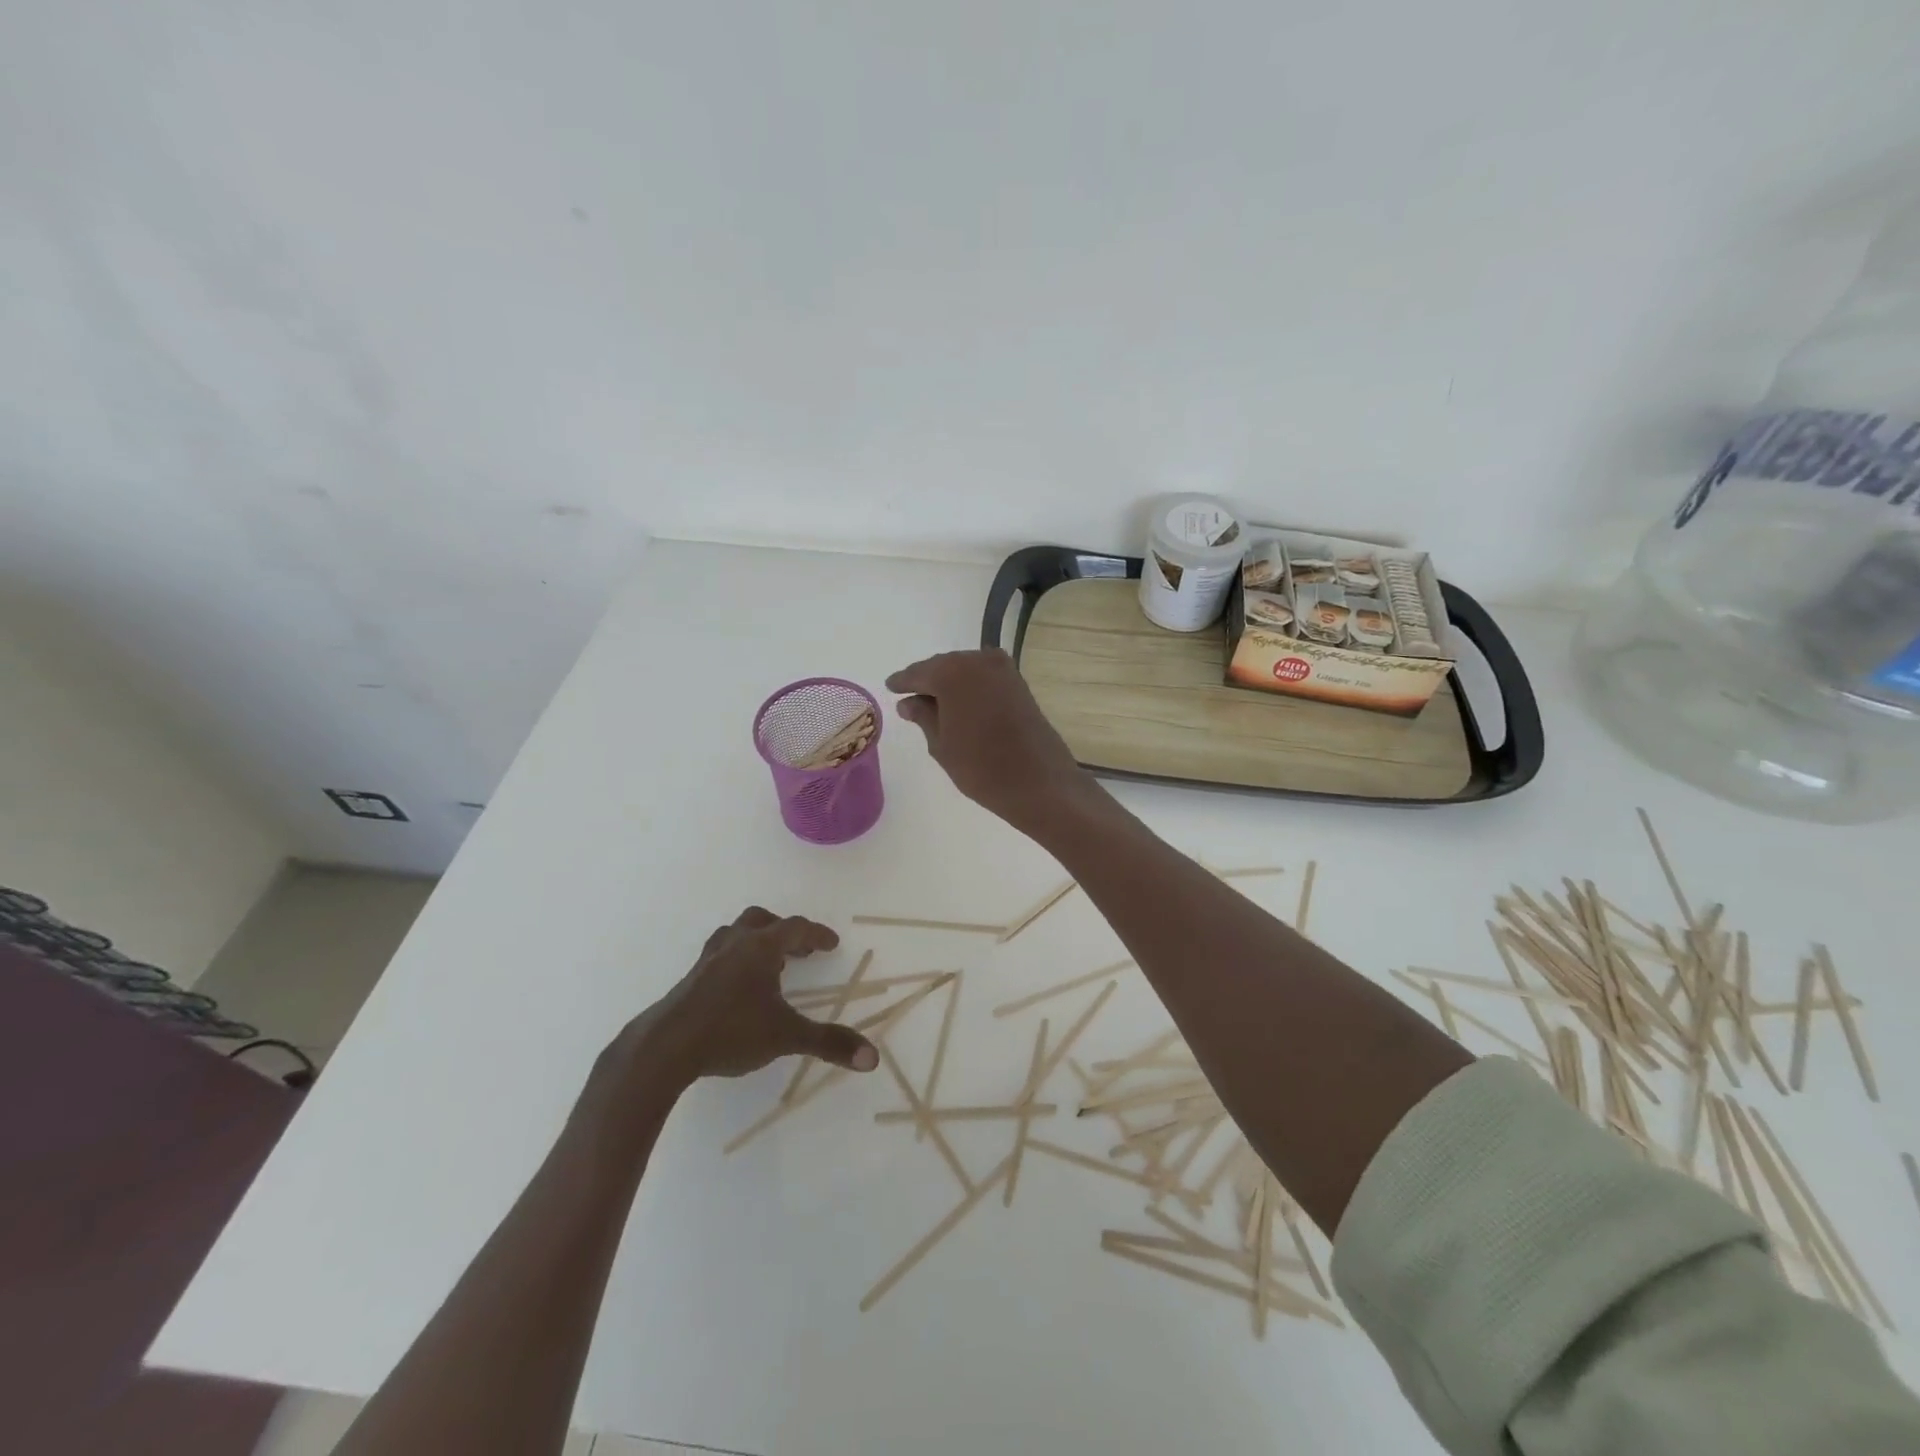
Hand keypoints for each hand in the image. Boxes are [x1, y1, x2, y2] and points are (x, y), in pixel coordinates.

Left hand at [627, 908, 878, 1084]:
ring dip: (756, 941)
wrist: (665, 1048)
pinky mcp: (690, 980)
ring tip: (769, 964)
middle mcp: (734, 944)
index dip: (817, 934)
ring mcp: (708, 960)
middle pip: (761, 921)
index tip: (831, 944)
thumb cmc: (731, 1032)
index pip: (795, 928)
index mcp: (760, 948)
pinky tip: (737, 989)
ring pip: (735, 934)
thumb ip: (829, 1043)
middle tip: (800, 950)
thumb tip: (873, 1057)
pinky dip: (736, 960)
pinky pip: (719, 955)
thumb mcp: (786, 1037)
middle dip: (784, 931)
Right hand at [885, 649, 1094, 835]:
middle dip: (927, 681)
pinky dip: (970, 688)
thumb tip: (909, 702)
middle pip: (943, 666)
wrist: (1040, 783)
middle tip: (910, 698)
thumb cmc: (982, 767)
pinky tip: (960, 705)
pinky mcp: (1019, 683)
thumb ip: (923, 716)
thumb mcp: (941, 745)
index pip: (918, 673)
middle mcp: (978, 661)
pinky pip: (984, 678)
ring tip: (934, 705)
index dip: (903, 682)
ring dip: (950, 684)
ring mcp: (1003, 670)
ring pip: (965, 671)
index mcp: (952, 673)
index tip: (890, 687)